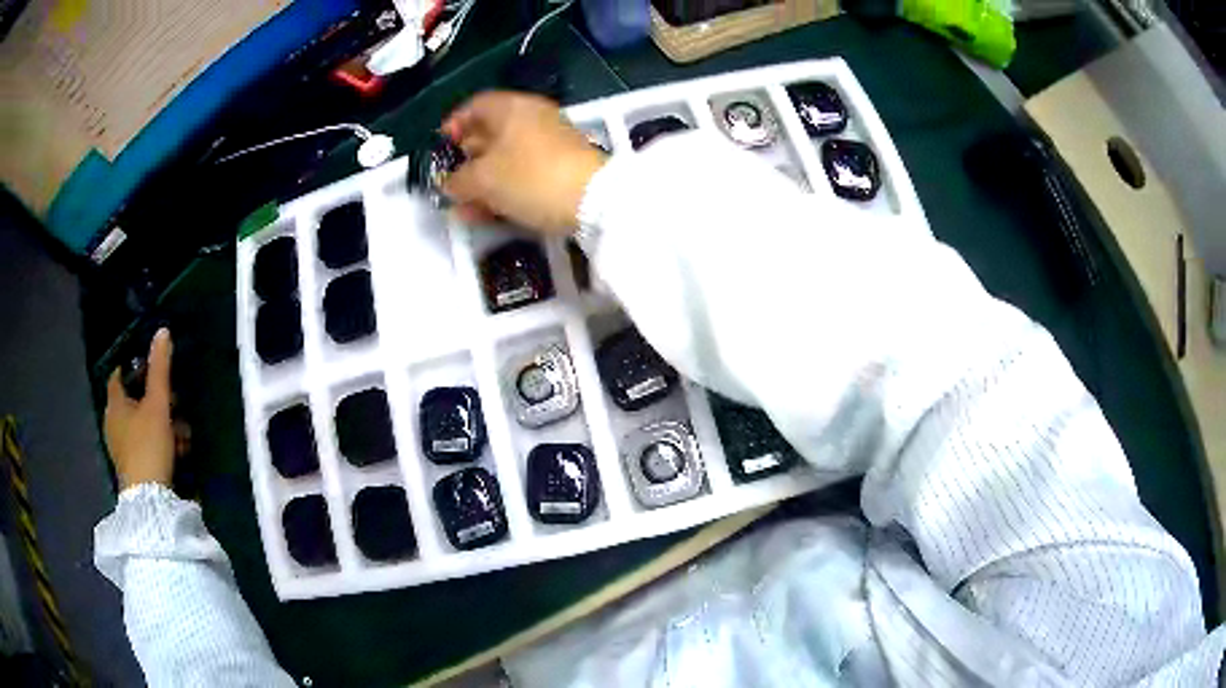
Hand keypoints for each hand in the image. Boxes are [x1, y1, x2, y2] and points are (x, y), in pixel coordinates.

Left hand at [105, 328, 174, 489]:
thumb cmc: (148, 445)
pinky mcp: (131, 468)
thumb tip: (162, 331)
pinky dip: (158, 443)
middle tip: (175, 403)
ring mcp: (121, 448)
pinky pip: (144, 446)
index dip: (132, 369)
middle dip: (154, 400)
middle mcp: (113, 423)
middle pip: (132, 402)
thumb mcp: (158, 403)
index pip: (117, 376)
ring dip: (161, 425)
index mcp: (114, 404)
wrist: (149, 501)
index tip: (150, 368)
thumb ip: (160, 369)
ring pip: (140, 426)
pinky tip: (176, 452)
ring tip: (182, 433)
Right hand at [441, 91, 607, 234]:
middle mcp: (533, 117)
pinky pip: (525, 173)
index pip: (475, 106)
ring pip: (507, 158)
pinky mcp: (563, 167)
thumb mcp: (483, 180)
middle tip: (451, 183)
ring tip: (465, 208)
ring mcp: (551, 142)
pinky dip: (505, 189)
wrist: (594, 200)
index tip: (440, 148)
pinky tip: (489, 213)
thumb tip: (449, 184)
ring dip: (483, 181)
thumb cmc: (530, 177)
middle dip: (466, 160)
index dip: (453, 125)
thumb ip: (458, 181)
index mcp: (512, 108)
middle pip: (491, 133)